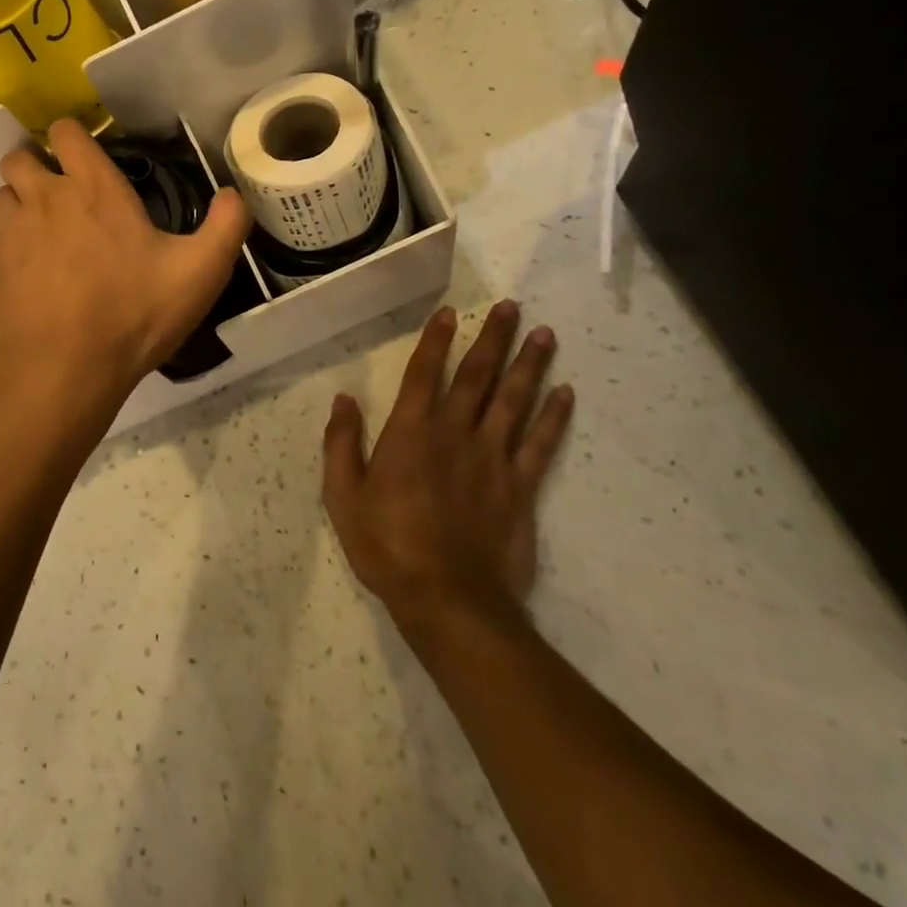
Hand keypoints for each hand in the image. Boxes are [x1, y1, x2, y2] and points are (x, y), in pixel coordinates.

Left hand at [0, 119, 250, 417]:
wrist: (60, 371)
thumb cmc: (132, 315)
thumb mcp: (200, 273)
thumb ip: (226, 227)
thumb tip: (234, 194)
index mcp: (93, 189)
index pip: (66, 132)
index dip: (71, 136)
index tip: (83, 155)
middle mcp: (43, 199)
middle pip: (19, 158)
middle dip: (35, 167)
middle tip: (60, 196)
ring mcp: (9, 234)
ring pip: (2, 198)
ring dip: (19, 207)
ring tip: (44, 238)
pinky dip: (9, 252)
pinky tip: (31, 282)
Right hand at [323, 301, 573, 638]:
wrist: (448, 600)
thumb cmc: (388, 546)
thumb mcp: (343, 497)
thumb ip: (341, 445)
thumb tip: (343, 400)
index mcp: (411, 433)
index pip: (424, 374)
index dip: (436, 341)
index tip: (451, 312)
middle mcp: (455, 434)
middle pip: (478, 376)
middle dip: (493, 339)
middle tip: (511, 307)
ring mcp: (493, 459)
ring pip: (515, 400)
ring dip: (530, 365)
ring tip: (545, 334)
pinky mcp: (521, 488)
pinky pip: (541, 444)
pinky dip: (554, 417)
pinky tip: (566, 393)